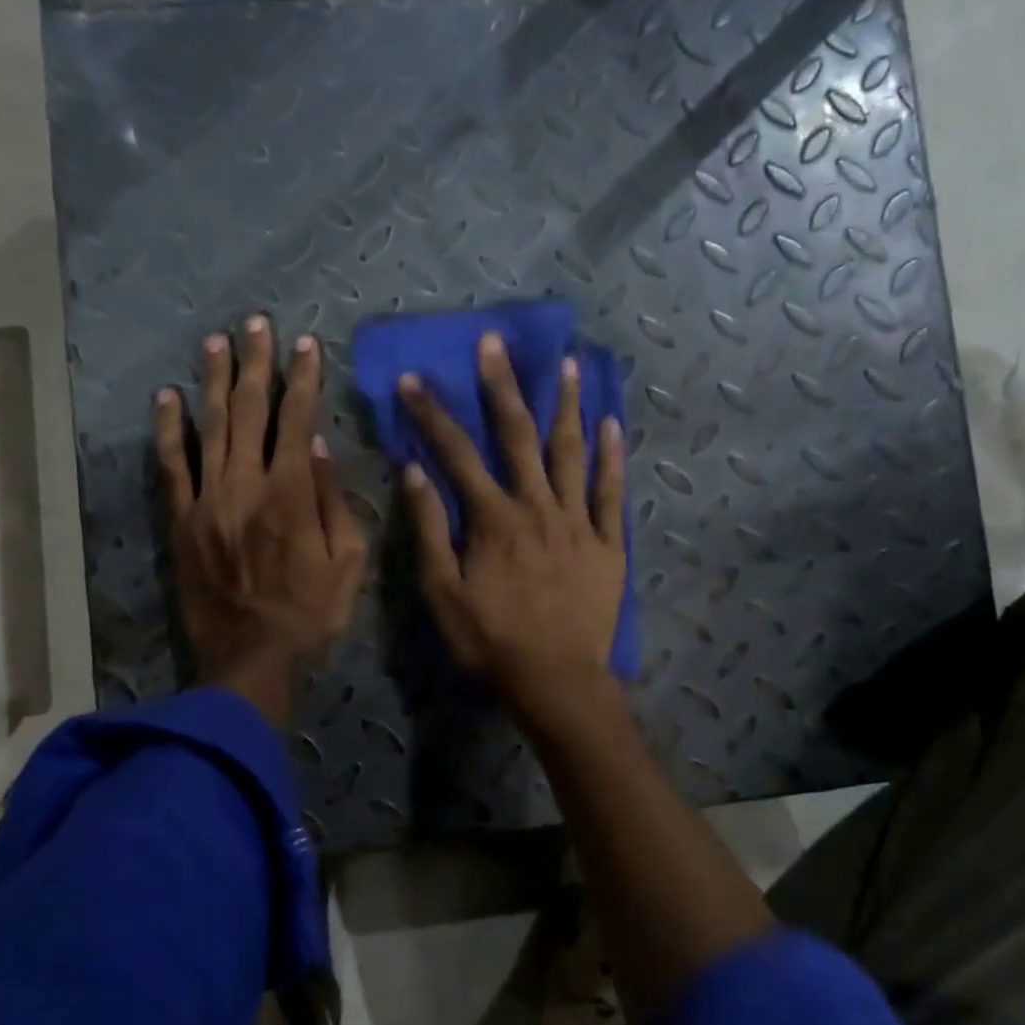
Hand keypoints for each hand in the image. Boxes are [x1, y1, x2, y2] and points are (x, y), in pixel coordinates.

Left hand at [154, 317, 366, 727]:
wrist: (251, 660)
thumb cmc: (311, 615)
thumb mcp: (348, 564)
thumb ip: (334, 502)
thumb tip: (319, 447)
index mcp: (292, 496)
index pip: (297, 420)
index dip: (303, 379)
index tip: (306, 345)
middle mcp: (246, 486)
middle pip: (249, 411)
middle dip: (256, 364)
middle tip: (257, 323)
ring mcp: (207, 501)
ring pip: (209, 427)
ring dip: (213, 381)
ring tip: (217, 341)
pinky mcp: (181, 521)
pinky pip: (171, 466)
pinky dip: (168, 429)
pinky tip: (166, 397)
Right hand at [396, 331, 626, 721]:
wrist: (557, 681)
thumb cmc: (492, 642)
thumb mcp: (443, 593)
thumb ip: (430, 530)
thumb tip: (414, 472)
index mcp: (494, 519)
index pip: (456, 454)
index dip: (432, 415)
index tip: (412, 380)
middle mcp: (537, 507)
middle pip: (518, 436)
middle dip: (502, 387)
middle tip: (494, 343)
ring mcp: (578, 521)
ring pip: (571, 452)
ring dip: (567, 406)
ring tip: (567, 364)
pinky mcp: (608, 542)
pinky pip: (611, 491)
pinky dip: (612, 456)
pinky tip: (612, 423)